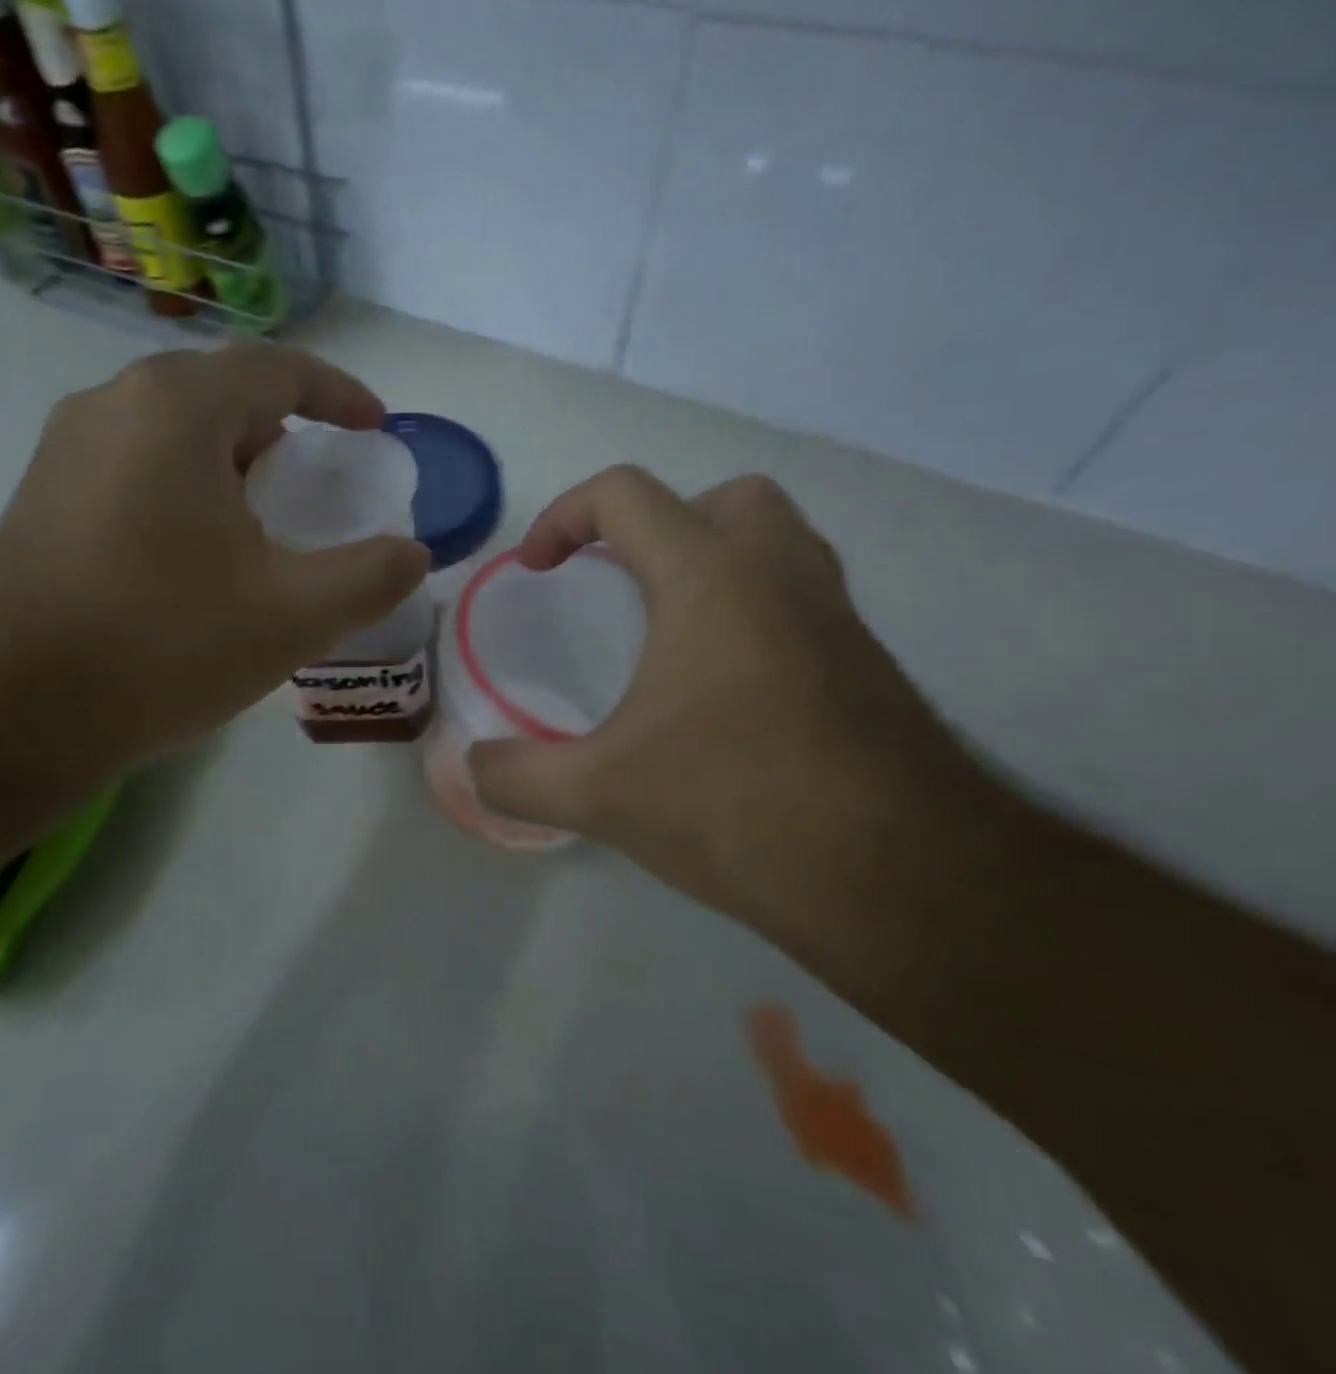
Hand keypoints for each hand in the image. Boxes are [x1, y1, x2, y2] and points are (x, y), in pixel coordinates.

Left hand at [0, 344, 429, 770]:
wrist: (11, 712)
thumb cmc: (163, 645)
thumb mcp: (293, 615)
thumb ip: (371, 575)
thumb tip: (412, 553)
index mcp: (175, 407)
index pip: (278, 369)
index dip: (340, 394)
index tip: (376, 429)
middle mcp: (111, 405)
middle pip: (223, 398)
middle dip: (284, 437)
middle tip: (318, 492)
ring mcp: (64, 451)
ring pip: (174, 437)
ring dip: (231, 469)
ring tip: (263, 533)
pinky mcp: (41, 498)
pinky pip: (135, 472)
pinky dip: (185, 495)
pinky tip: (195, 562)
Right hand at [469, 467, 979, 933]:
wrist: (903, 878)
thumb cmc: (737, 805)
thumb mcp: (600, 795)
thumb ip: (516, 777)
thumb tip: (470, 769)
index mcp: (711, 578)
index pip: (626, 495)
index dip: (563, 516)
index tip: (536, 568)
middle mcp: (781, 575)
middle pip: (721, 499)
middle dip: (658, 526)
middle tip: (621, 584)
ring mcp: (836, 618)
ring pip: (776, 543)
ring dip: (714, 561)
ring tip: (668, 630)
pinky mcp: (868, 666)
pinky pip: (802, 602)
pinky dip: (754, 614)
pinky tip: (723, 692)